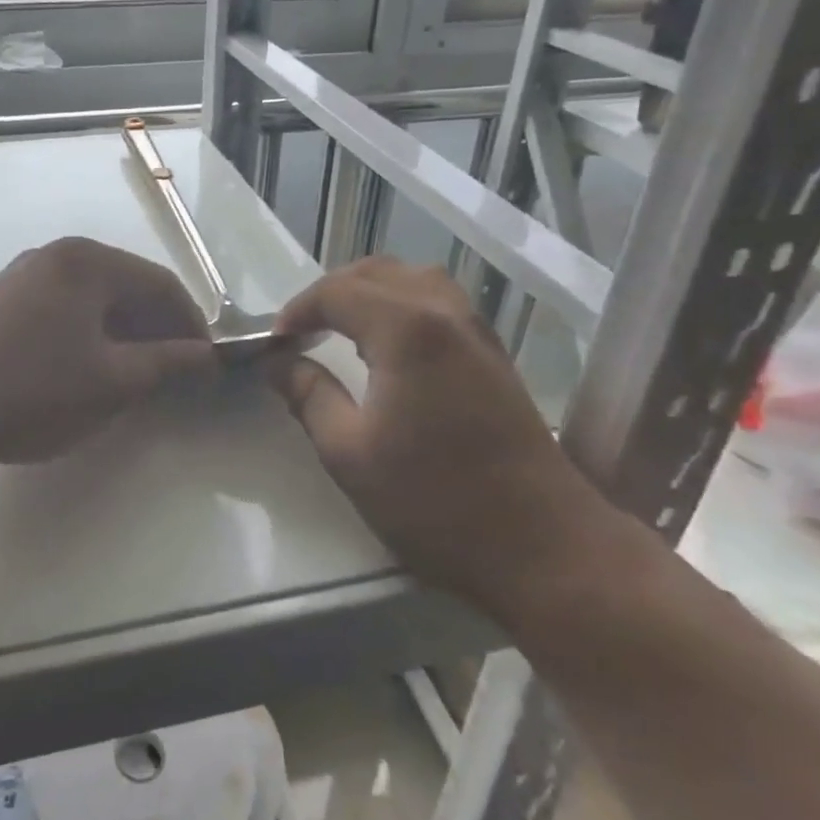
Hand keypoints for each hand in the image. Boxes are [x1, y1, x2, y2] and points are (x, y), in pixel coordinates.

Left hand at [0, 237, 216, 474]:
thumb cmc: (31, 390)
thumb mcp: (111, 381)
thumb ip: (166, 363)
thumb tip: (205, 357)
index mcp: (88, 261)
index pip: (161, 284)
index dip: (191, 325)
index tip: (207, 366)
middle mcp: (56, 255)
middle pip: (126, 286)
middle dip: (157, 329)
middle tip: (174, 375)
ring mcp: (23, 276)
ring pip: (93, 300)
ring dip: (123, 334)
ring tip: (136, 378)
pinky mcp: (0, 302)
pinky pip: (63, 310)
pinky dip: (88, 336)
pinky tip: (87, 371)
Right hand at [267, 256, 605, 613]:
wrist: (544, 547)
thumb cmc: (435, 502)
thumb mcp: (349, 453)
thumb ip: (308, 395)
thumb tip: (278, 362)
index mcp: (406, 329)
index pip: (337, 292)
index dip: (297, 310)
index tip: (275, 343)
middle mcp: (444, 312)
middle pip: (376, 272)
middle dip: (330, 293)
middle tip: (302, 331)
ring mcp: (476, 330)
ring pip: (413, 278)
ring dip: (369, 291)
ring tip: (342, 327)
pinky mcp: (494, 353)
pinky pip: (439, 300)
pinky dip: (401, 303)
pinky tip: (389, 343)